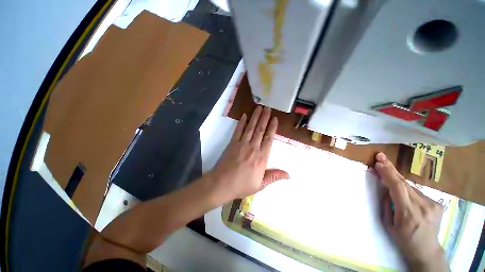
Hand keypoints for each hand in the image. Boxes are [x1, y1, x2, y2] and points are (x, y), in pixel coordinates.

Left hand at [208, 106, 288, 202]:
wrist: (222, 184)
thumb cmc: (242, 185)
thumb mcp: (260, 185)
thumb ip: (274, 177)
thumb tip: (289, 175)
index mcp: (262, 157)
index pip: (269, 139)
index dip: (272, 128)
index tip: (275, 119)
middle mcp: (253, 148)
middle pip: (260, 130)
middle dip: (265, 118)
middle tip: (268, 108)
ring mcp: (242, 144)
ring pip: (251, 127)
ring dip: (255, 117)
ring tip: (259, 108)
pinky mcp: (232, 143)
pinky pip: (238, 130)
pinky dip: (241, 122)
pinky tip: (244, 115)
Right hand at [375, 152, 446, 271]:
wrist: (427, 250)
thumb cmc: (403, 239)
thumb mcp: (388, 225)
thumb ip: (386, 205)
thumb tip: (385, 189)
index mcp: (408, 213)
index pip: (398, 187)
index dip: (388, 174)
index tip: (378, 163)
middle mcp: (422, 206)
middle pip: (404, 182)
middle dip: (391, 168)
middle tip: (381, 156)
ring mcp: (432, 204)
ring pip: (410, 186)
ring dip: (397, 179)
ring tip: (387, 169)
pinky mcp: (437, 204)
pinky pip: (417, 192)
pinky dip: (407, 189)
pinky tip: (404, 194)